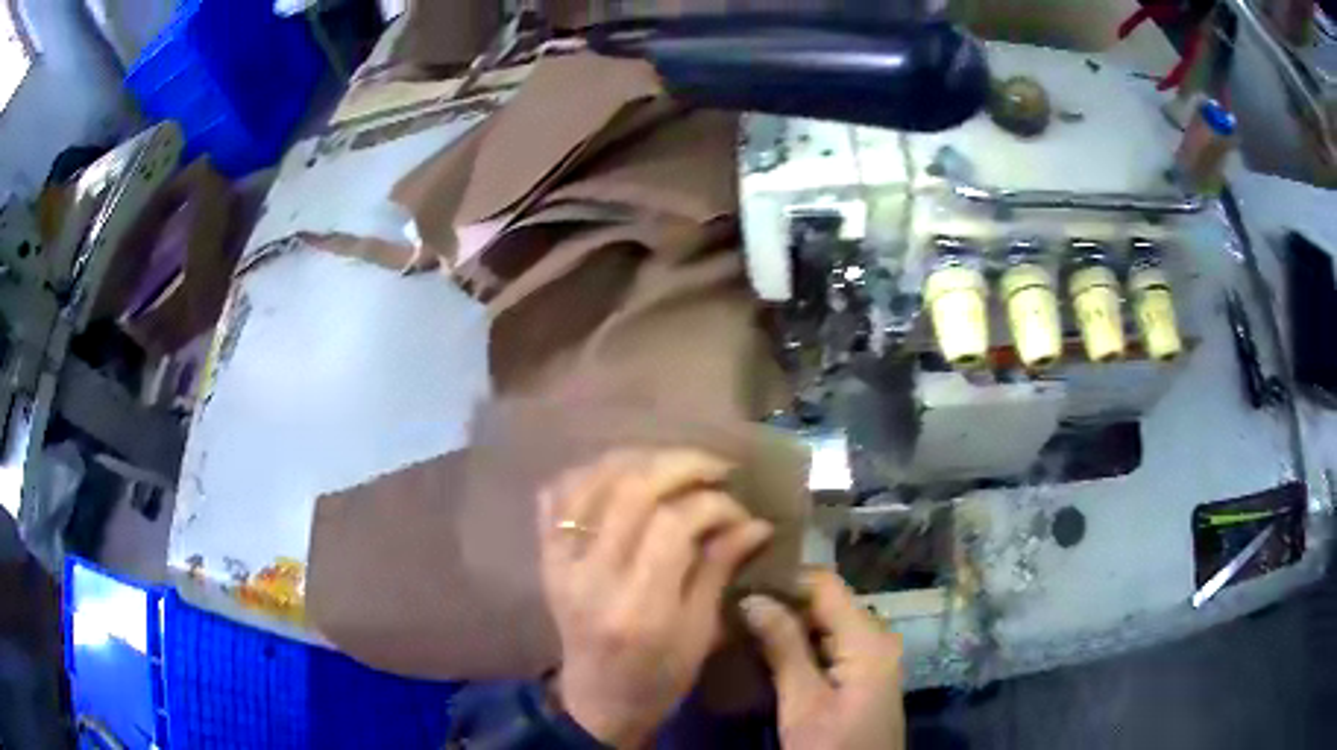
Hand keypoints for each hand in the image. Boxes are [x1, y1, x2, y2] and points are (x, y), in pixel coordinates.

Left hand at [538, 449, 773, 747]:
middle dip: (680, 465)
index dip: (712, 504)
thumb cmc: (659, 677)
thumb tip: (755, 522)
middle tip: (716, 467)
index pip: (672, 524)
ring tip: (674, 464)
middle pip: (630, 491)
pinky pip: (556, 494)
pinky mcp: (545, 556)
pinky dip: (589, 473)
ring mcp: (559, 561)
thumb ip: (719, 568)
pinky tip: (622, 476)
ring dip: (637, 459)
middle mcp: (591, 576)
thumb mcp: (701, 633)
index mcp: (637, 606)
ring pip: (591, 480)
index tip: (740, 509)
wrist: (596, 699)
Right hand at [741, 570, 905, 749]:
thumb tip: (752, 597)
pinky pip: (828, 644)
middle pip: (825, 602)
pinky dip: (799, 645)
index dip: (782, 579)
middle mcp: (875, 637)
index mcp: (868, 638)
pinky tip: (766, 652)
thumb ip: (783, 648)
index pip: (824, 584)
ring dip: (786, 625)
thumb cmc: (833, 746)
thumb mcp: (803, 703)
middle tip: (732, 609)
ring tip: (741, 626)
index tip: (738, 583)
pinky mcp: (862, 674)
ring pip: (824, 624)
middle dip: (780, 603)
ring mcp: (871, 656)